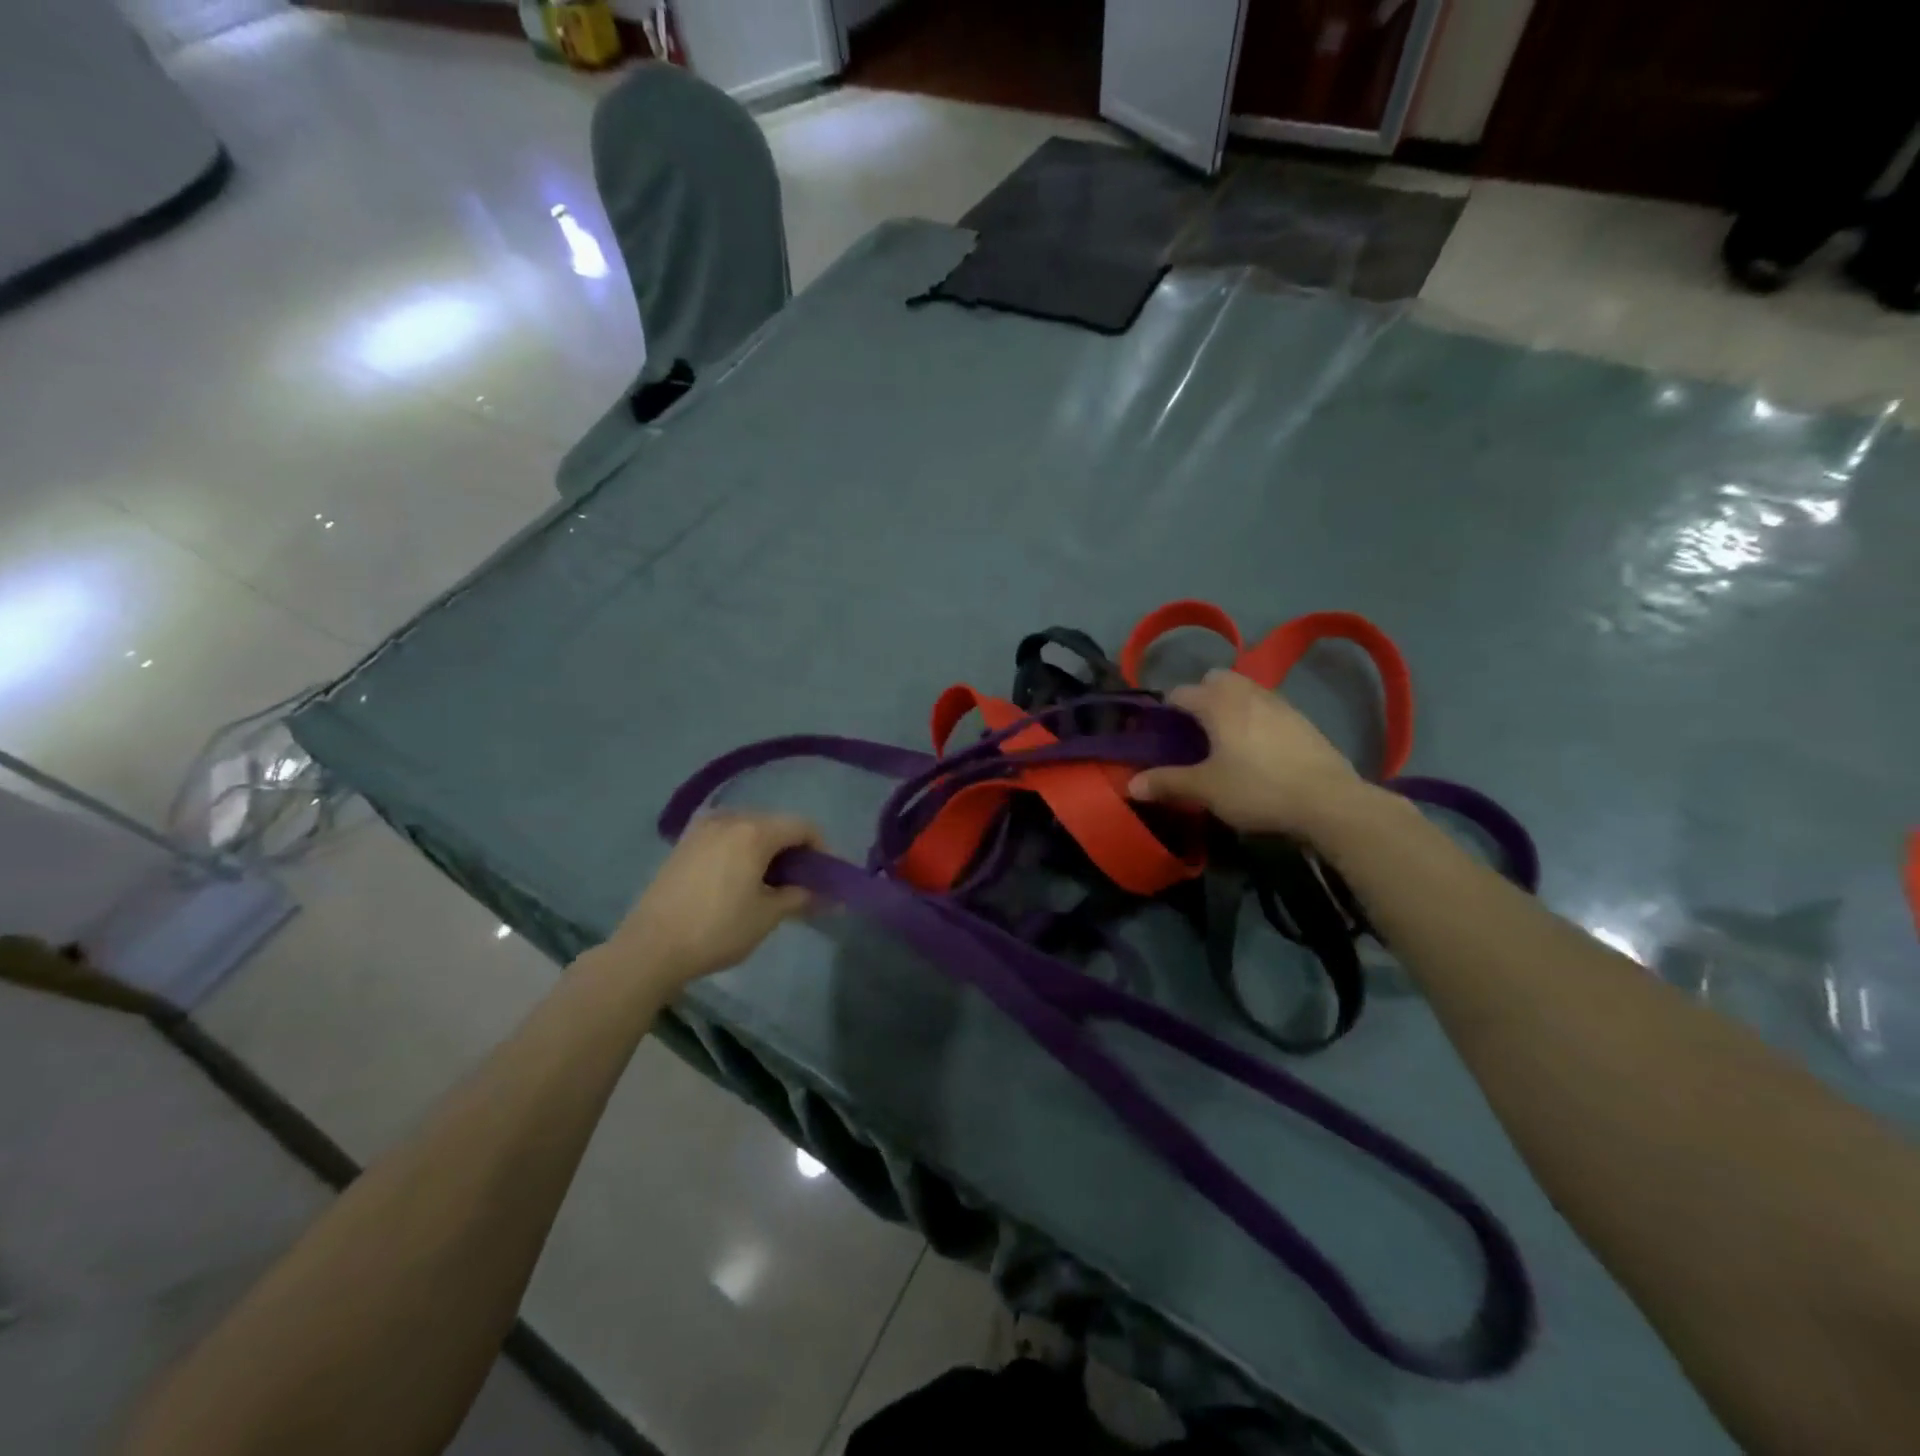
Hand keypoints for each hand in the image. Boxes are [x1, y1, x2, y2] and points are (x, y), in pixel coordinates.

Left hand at [603, 812, 821, 990]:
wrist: (650, 947)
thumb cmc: (717, 929)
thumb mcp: (767, 915)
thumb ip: (799, 897)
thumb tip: (822, 895)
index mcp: (755, 831)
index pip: (803, 827)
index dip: (821, 849)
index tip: (826, 876)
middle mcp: (730, 818)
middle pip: (776, 824)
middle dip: (794, 849)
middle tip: (801, 882)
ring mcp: (703, 828)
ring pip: (749, 828)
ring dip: (767, 849)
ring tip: (769, 882)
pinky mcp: (684, 843)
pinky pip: (726, 836)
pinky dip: (741, 850)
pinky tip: (739, 879)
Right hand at [1129, 669, 1364, 839]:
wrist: (1328, 801)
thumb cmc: (1257, 789)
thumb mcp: (1206, 790)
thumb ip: (1167, 782)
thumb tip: (1130, 784)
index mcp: (1219, 704)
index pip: (1182, 692)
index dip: (1167, 709)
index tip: (1162, 731)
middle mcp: (1248, 694)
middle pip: (1217, 678)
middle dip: (1202, 695)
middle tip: (1196, 729)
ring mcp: (1280, 704)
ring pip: (1246, 689)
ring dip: (1231, 703)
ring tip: (1226, 738)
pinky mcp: (1304, 721)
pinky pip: (1269, 706)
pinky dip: (1256, 717)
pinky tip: (1259, 749)